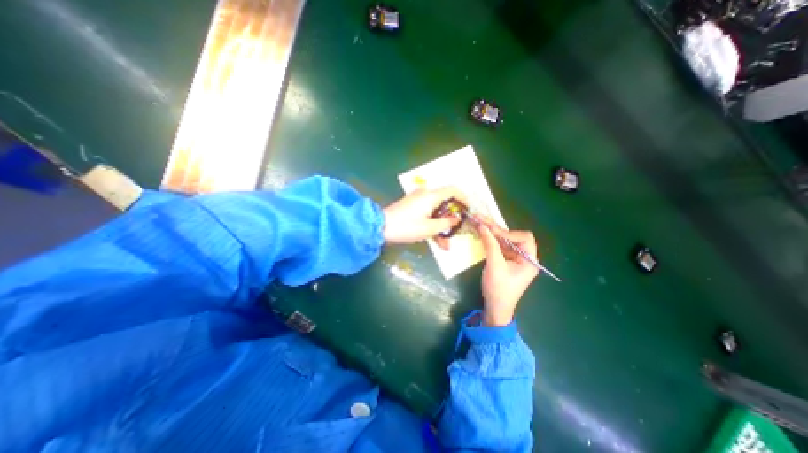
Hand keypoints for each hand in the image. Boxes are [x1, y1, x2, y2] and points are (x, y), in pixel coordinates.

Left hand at [383, 187, 466, 247]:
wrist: (380, 227)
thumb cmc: (406, 227)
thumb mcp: (429, 228)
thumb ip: (446, 223)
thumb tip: (456, 220)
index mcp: (431, 196)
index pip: (453, 190)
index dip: (463, 198)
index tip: (468, 209)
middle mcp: (425, 195)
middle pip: (445, 202)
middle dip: (452, 217)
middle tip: (457, 230)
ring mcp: (417, 200)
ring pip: (436, 211)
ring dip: (442, 225)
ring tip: (446, 243)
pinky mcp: (412, 207)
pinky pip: (427, 213)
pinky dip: (432, 224)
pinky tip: (436, 239)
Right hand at [476, 217, 537, 325]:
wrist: (495, 308)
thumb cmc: (498, 289)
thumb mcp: (494, 266)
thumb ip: (490, 244)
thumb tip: (482, 226)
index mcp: (529, 260)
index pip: (524, 238)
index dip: (509, 233)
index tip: (492, 233)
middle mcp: (524, 257)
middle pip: (513, 237)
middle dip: (497, 229)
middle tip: (481, 218)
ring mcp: (515, 259)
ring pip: (505, 241)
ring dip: (492, 233)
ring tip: (479, 222)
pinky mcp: (506, 262)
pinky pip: (500, 247)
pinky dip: (491, 240)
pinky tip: (482, 234)